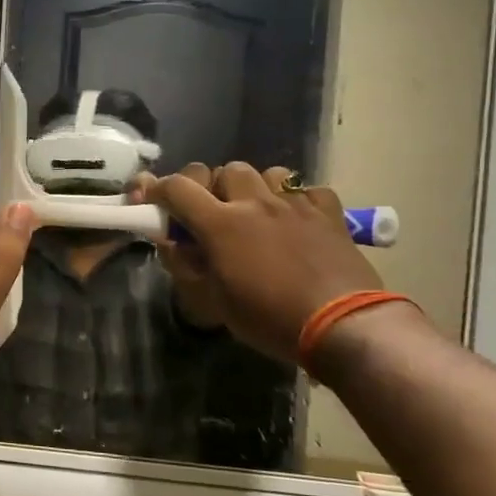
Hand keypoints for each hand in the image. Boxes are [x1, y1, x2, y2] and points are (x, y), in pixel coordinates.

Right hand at [136, 163, 382, 364]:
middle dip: (213, 187)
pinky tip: (296, 221)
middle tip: (213, 214)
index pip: (177, 187)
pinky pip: (306, 190)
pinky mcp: (328, 212)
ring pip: (267, 173)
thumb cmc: (269, 318)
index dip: (159, 189)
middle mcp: (255, 202)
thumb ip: (187, 264)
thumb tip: (172, 242)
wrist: (342, 325)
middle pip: (224, 170)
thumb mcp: (213, 300)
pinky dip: (296, 200)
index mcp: (220, 223)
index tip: (153, 202)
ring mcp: (294, 204)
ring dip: (255, 188)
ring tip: (258, 214)